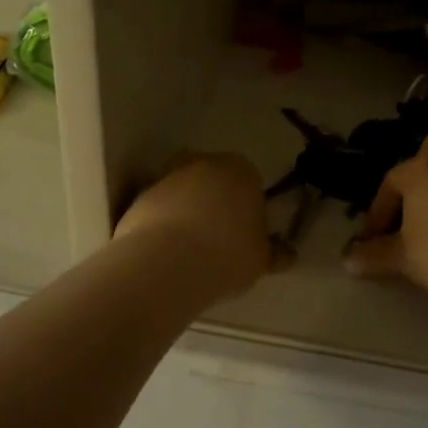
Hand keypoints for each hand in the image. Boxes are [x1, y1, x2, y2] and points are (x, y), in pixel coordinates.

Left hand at [114, 152, 276, 299]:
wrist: (165, 263)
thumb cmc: (227, 255)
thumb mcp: (261, 260)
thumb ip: (275, 253)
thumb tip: (287, 254)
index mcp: (240, 170)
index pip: (250, 179)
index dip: (249, 204)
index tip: (247, 231)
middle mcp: (203, 164)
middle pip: (214, 178)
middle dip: (216, 200)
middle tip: (220, 236)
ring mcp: (167, 178)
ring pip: (184, 191)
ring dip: (188, 210)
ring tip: (191, 248)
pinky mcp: (140, 197)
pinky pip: (160, 208)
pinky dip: (163, 223)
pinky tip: (168, 252)